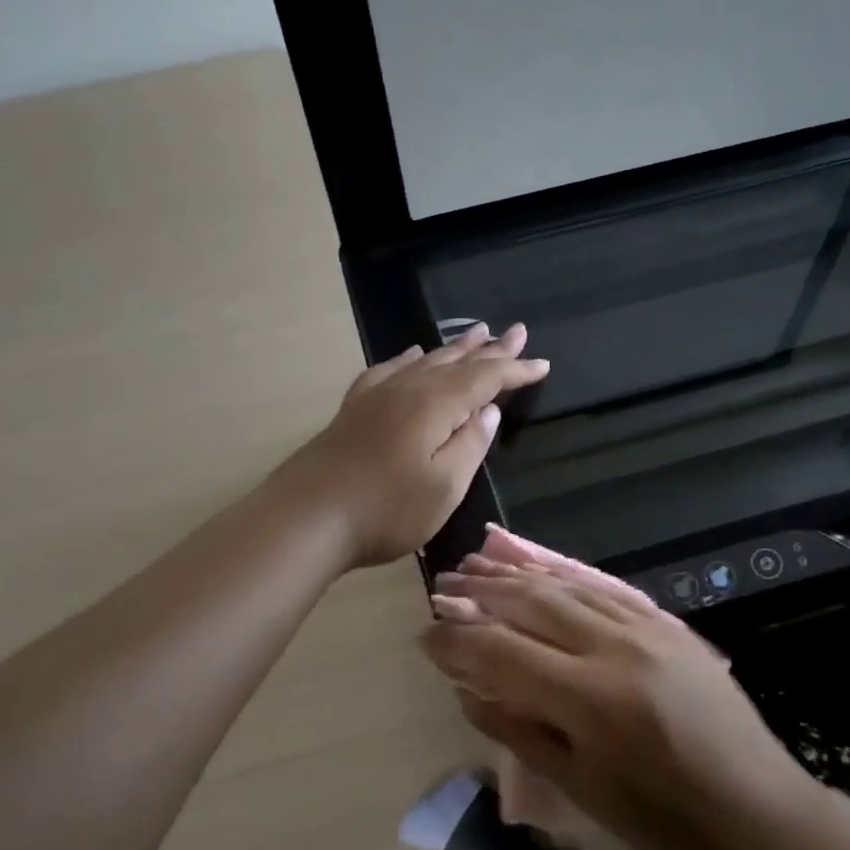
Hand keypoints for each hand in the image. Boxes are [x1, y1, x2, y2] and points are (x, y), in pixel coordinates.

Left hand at [281, 324, 548, 569]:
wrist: (306, 518)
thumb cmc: (385, 510)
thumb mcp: (444, 487)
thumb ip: (470, 445)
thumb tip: (489, 411)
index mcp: (435, 405)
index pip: (485, 379)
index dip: (515, 370)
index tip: (542, 364)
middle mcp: (408, 389)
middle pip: (456, 362)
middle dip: (490, 349)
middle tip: (516, 332)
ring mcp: (376, 396)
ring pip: (424, 361)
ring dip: (454, 349)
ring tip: (476, 333)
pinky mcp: (354, 410)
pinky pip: (389, 370)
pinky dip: (408, 359)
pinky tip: (412, 355)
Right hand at [422, 555, 807, 849]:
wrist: (756, 811)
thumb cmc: (662, 820)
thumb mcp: (579, 786)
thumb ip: (517, 730)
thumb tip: (467, 689)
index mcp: (589, 698)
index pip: (501, 652)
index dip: (455, 642)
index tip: (424, 638)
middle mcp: (615, 648)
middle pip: (531, 604)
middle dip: (480, 594)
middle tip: (442, 588)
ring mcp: (648, 629)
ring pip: (567, 587)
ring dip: (517, 576)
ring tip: (478, 566)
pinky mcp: (669, 624)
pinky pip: (604, 590)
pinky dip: (564, 579)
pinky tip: (540, 572)